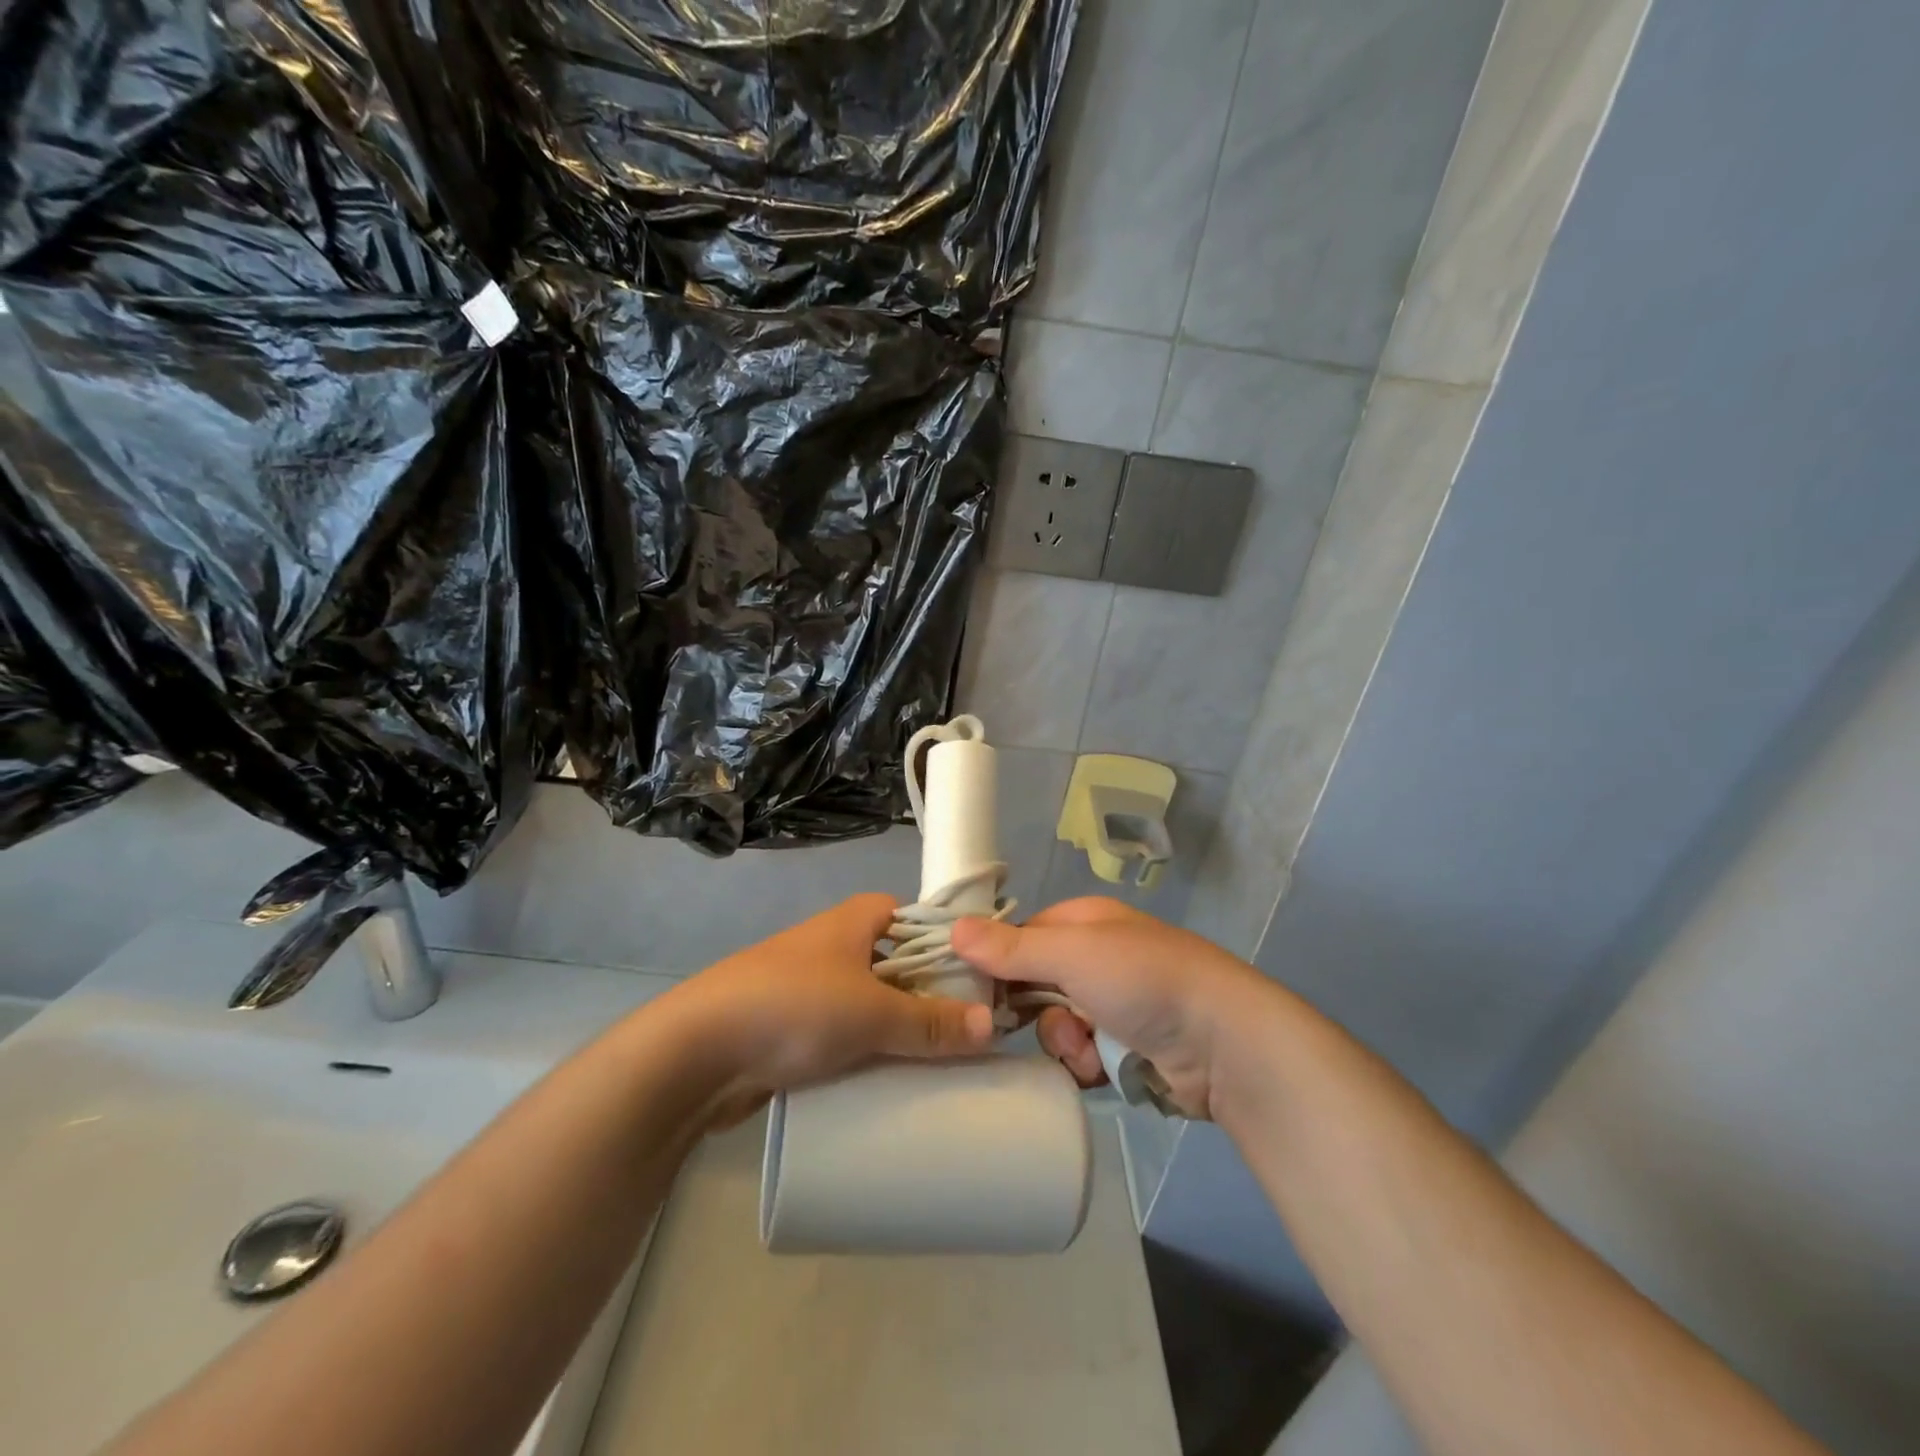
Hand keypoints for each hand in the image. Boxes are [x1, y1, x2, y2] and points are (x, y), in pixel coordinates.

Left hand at [664, 894, 995, 1120]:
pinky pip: (846, 1034)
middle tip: (971, 1031)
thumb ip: (932, 1022)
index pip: (918, 918)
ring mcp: (812, 987)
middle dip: (930, 995)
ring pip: (873, 1004)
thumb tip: (993, 1026)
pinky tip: (893, 1082)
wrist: (697, 1051)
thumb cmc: (793, 1006)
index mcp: (856, 920)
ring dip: (899, 1030)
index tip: (983, 980)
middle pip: (899, 964)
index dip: (950, 944)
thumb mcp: (872, 1012)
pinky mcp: (794, 1028)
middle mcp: (836, 945)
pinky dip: (868, 1052)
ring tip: (941, 1062)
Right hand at [951, 898, 1269, 1119]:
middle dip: (1035, 1012)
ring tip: (1087, 1051)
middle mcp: (1096, 958)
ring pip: (1055, 1026)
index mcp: (1084, 923)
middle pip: (1034, 986)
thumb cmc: (1142, 980)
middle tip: (1033, 1025)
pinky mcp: (1127, 1047)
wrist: (1223, 1042)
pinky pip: (1082, 1056)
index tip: (974, 991)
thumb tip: (953, 928)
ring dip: (1063, 1043)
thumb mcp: (1071, 955)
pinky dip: (1086, 1065)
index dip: (996, 963)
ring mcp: (1113, 1004)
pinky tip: (1102, 1070)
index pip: (1020, 937)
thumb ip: (1011, 948)